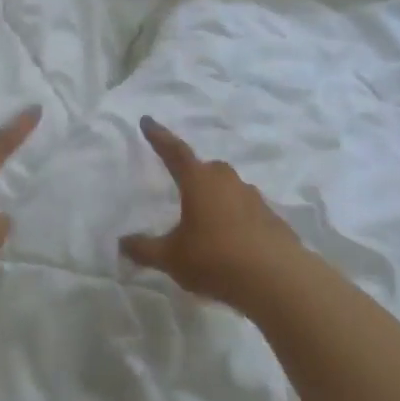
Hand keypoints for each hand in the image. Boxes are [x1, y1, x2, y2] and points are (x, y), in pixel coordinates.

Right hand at [120, 116, 300, 307]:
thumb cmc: (215, 259)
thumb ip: (145, 249)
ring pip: (230, 189)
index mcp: (199, 182)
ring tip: (206, 223)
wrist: (277, 279)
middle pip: (207, 169)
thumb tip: (122, 243)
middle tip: (182, 187)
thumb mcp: (171, 258)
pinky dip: (236, 220)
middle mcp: (228, 182)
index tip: (148, 121)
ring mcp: (254, 199)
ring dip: (217, 199)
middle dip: (194, 174)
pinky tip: (231, 243)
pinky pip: (247, 212)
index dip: (159, 137)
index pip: (175, 152)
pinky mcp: (272, 219)